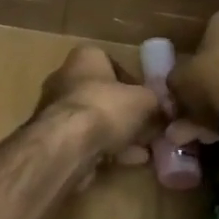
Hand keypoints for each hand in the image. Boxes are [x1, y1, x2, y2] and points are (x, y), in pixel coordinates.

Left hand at [35, 45, 163, 177]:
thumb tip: (163, 107)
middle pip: (102, 93)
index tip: (147, 98)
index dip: (132, 81)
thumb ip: (155, 100)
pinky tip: (131, 160)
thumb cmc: (106, 107)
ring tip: (145, 147)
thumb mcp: (144, 100)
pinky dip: (108, 148)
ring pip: (95, 119)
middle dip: (126, 111)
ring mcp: (57, 109)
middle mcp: (65, 78)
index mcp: (85, 57)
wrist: (68, 144)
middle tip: (147, 126)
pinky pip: (88, 140)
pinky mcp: (55, 137)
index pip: (111, 62)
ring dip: (119, 133)